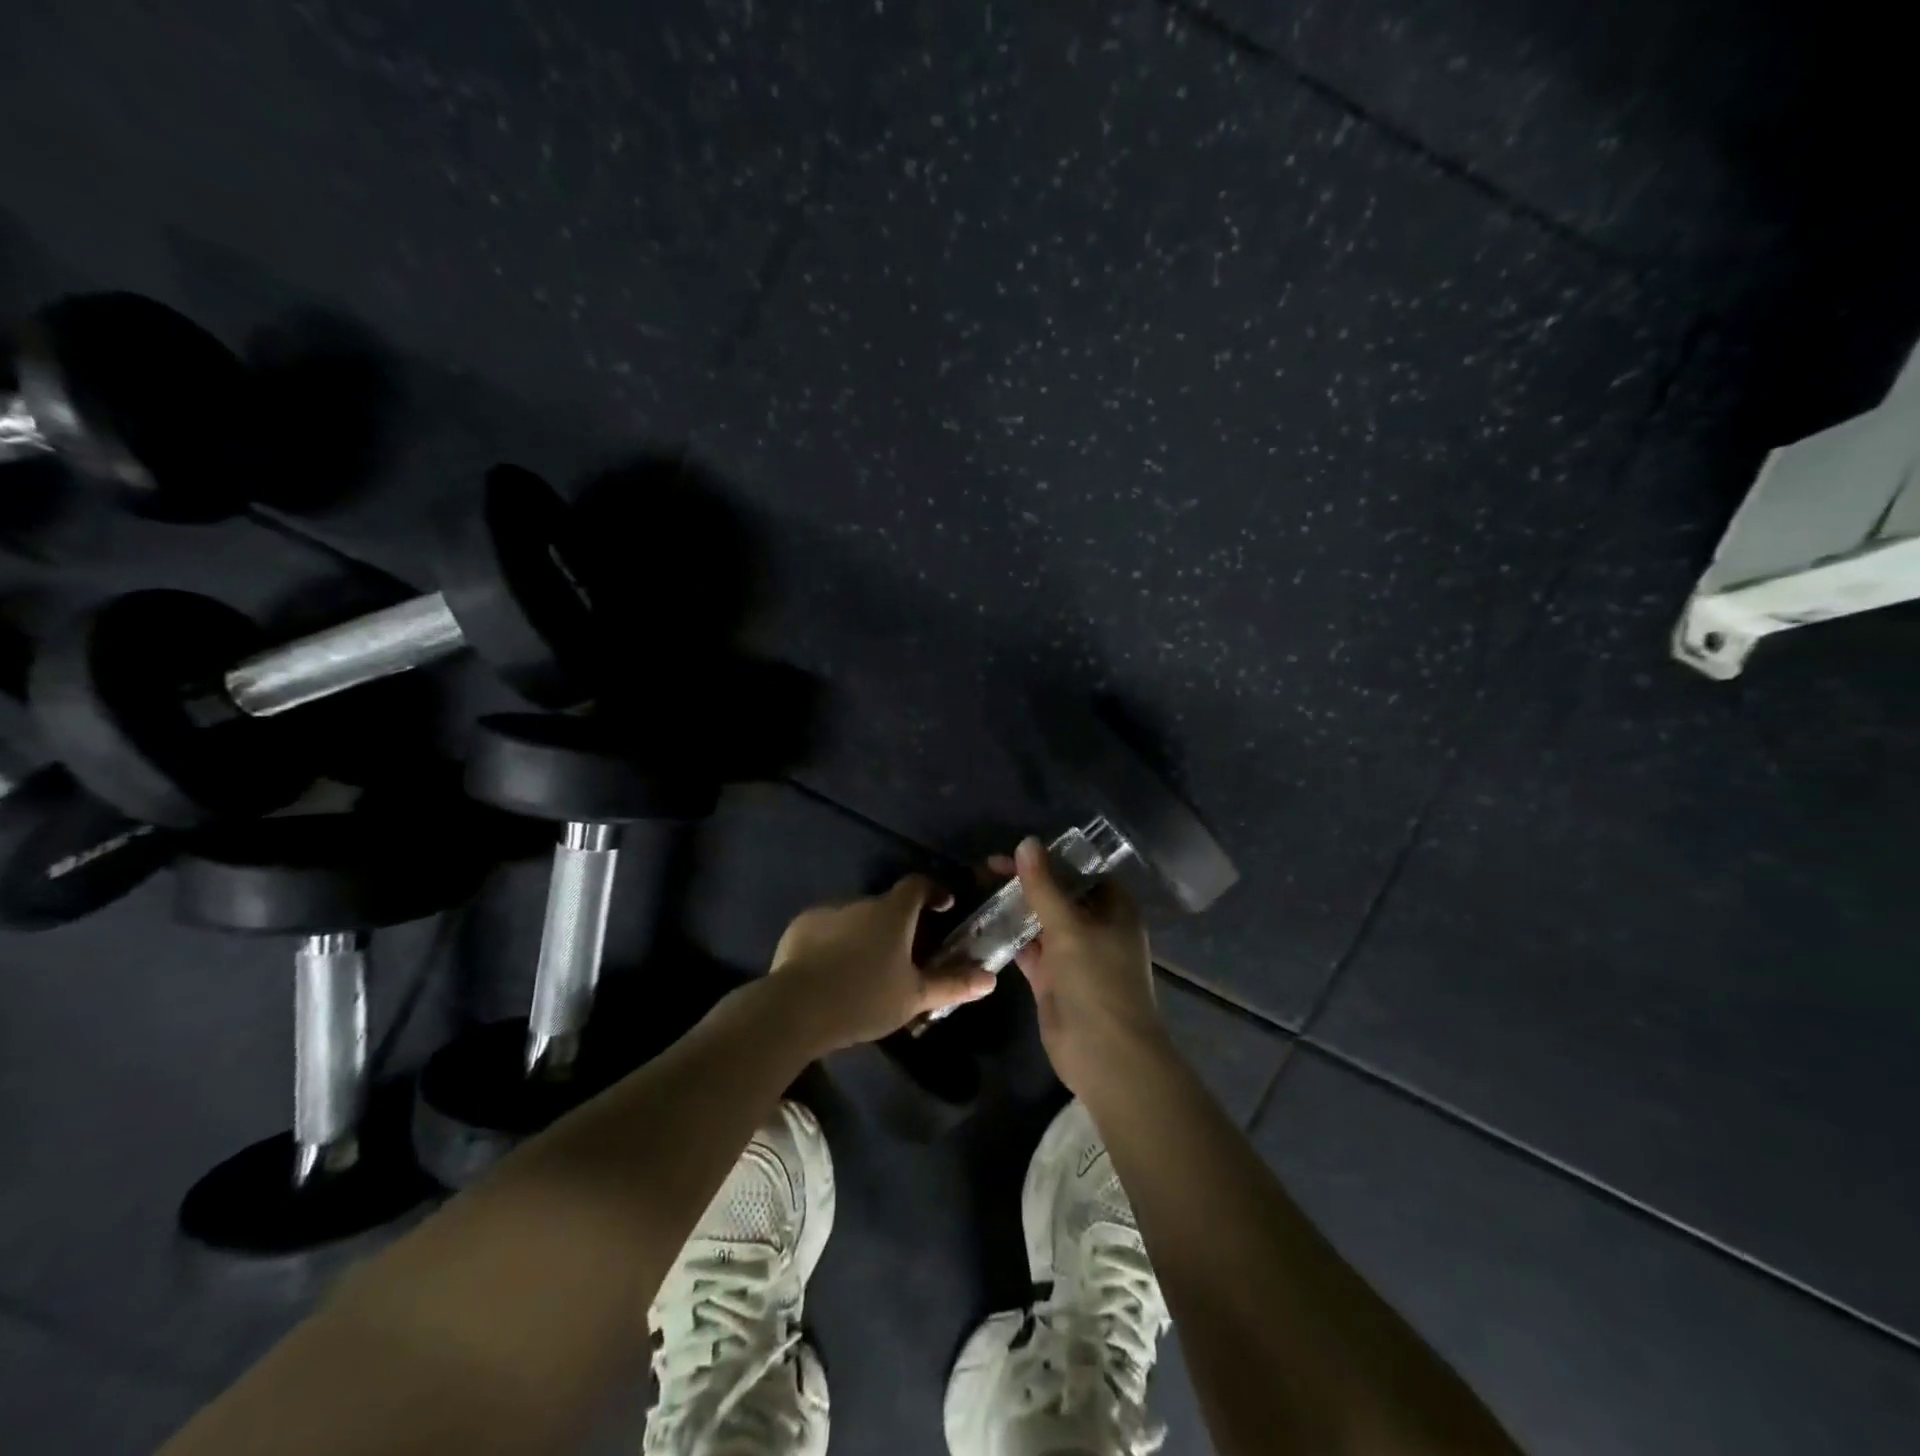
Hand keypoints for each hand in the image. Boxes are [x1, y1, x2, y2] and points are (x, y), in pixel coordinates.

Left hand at [770, 876, 997, 1050]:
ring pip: (854, 917)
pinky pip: (826, 928)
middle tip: (903, 955)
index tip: (943, 906)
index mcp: (892, 912)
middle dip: (897, 924)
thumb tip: (991, 978)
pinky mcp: (799, 927)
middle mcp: (860, 901)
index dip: (933, 892)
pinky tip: (832, 971)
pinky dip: (835, 942)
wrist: (795, 1009)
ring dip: (864, 933)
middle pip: (885, 905)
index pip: (918, 884)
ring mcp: (826, 911)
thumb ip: (953, 984)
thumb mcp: (914, 997)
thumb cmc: (864, 998)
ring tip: (864, 968)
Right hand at [998, 836, 1167, 1098]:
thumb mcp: (1070, 927)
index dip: (1049, 858)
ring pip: (1040, 922)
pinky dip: (1009, 938)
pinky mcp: (1053, 979)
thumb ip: (1044, 886)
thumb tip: (1026, 842)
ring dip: (1014, 908)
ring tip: (977, 889)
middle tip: (984, 870)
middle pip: (1057, 894)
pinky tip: (982, 924)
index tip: (1013, 850)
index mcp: (1113, 908)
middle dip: (1025, 882)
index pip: (1080, 871)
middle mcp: (1095, 926)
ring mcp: (1073, 954)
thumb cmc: (1097, 981)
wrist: (1106, 1056)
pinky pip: (1029, 950)